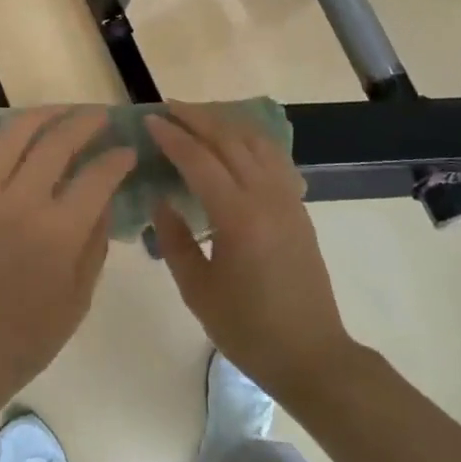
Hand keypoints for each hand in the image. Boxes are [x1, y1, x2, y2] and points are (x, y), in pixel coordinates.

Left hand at [0, 108, 135, 418]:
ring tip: (63, 111)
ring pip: (14, 135)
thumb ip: (95, 241)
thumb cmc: (26, 338)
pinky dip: (0, 134)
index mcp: (57, 233)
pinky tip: (16, 132)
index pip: (98, 176)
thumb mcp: (79, 297)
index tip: (129, 151)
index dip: (118, 158)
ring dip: (44, 115)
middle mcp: (18, 203)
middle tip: (102, 116)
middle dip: (86, 122)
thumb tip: (105, 197)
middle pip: (57, 142)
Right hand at [147, 103, 359, 405]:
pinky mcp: (299, 207)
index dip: (173, 137)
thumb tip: (161, 199)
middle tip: (169, 107)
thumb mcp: (197, 290)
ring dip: (226, 123)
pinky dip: (250, 140)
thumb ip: (174, 240)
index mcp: (238, 217)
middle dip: (198, 118)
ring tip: (198, 117)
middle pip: (230, 140)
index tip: (150, 120)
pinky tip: (235, 143)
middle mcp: (267, 197)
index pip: (200, 160)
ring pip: (257, 142)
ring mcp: (288, 199)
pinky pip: (274, 158)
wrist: (310, 354)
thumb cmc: (247, 328)